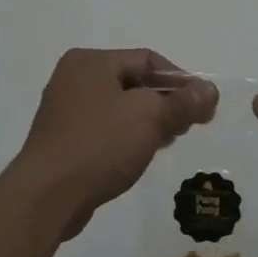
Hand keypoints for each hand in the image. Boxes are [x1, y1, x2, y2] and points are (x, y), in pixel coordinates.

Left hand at [15, 49, 217, 239]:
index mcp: (90, 62)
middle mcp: (74, 79)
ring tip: (172, 140)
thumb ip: (182, 102)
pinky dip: (128, 136)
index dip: (181, 79)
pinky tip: (144, 154)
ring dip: (150, 121)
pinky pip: (105, 129)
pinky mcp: (64, 141)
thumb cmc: (99, 144)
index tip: (204, 104)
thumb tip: (210, 90)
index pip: (147, 59)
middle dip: (166, 101)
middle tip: (192, 124)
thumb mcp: (149, 117)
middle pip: (134, 82)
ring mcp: (65, 111)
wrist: (47, 197)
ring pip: (121, 108)